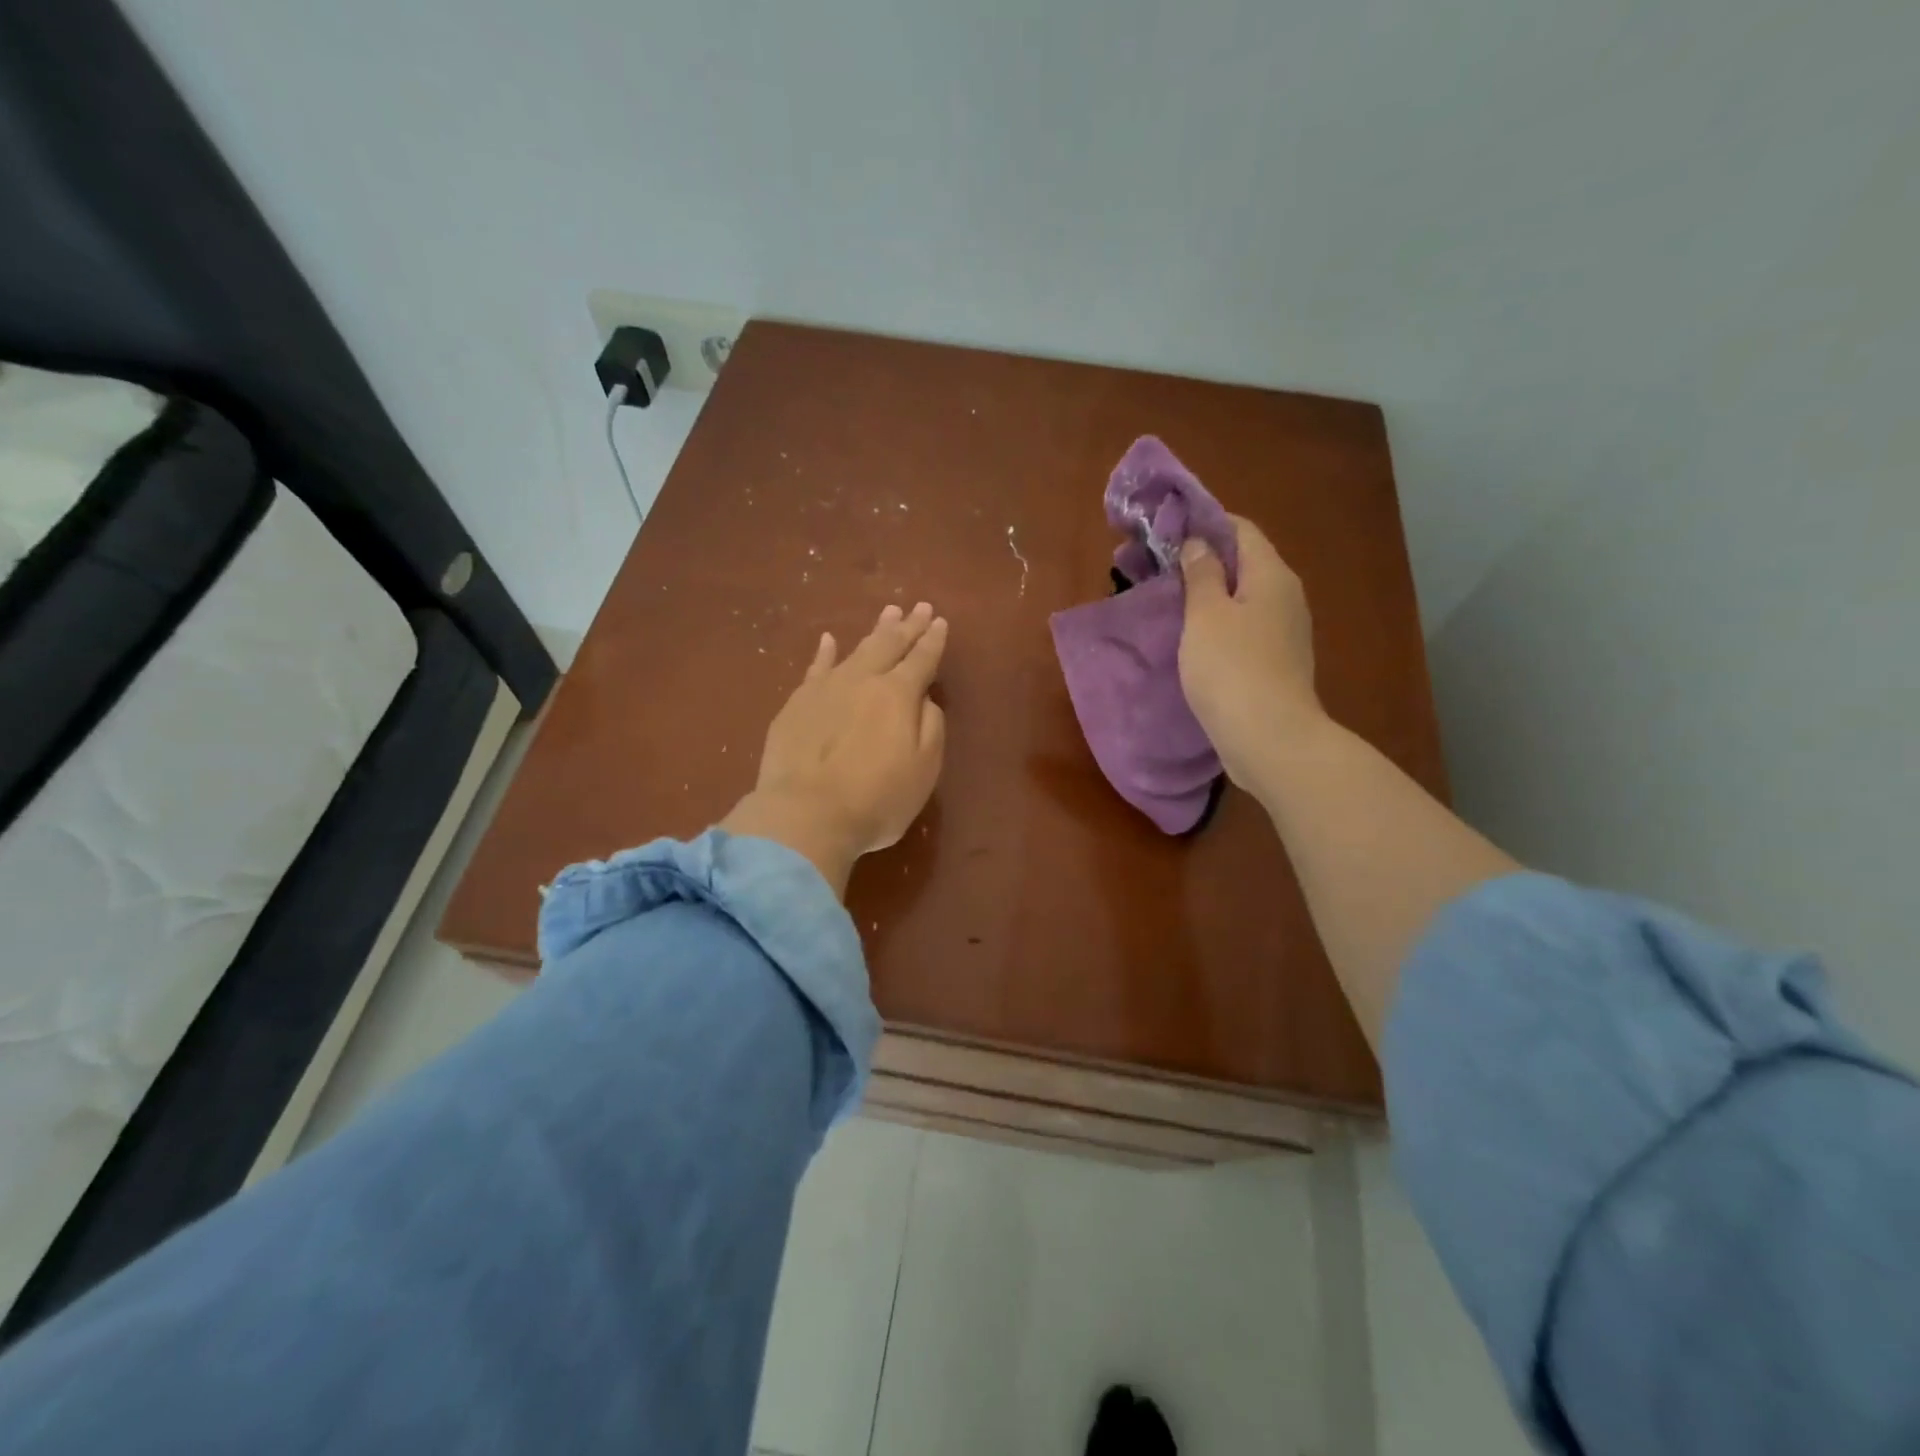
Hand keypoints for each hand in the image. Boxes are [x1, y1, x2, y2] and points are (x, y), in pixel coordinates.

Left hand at [721, 602, 948, 897]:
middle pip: (890, 646)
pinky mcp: (797, 703)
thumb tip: (924, 699)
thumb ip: (930, 726)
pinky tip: (828, 640)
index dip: (933, 641)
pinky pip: (815, 667)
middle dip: (908, 626)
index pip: (921, 660)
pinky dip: (825, 652)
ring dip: (875, 631)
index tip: (940, 621)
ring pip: (856, 649)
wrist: (806, 814)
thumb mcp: (924, 769)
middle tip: (919, 606)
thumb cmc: (876, 799)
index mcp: (899, 695)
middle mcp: (863, 681)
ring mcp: (826, 688)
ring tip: (888, 613)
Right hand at [1178, 516, 1326, 796]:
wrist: (1270, 740)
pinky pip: (1242, 628)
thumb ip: (1201, 574)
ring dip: (1204, 594)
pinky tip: (1188, 637)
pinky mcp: (1274, 663)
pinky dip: (1215, 623)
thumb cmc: (1232, 669)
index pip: (1239, 529)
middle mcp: (1285, 596)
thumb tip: (1198, 543)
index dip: (1203, 523)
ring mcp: (1283, 632)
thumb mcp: (1206, 615)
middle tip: (1152, 567)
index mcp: (1271, 575)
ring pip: (1240, 598)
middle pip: (1241, 563)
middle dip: (1198, 560)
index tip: (1164, 530)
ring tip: (1164, 601)